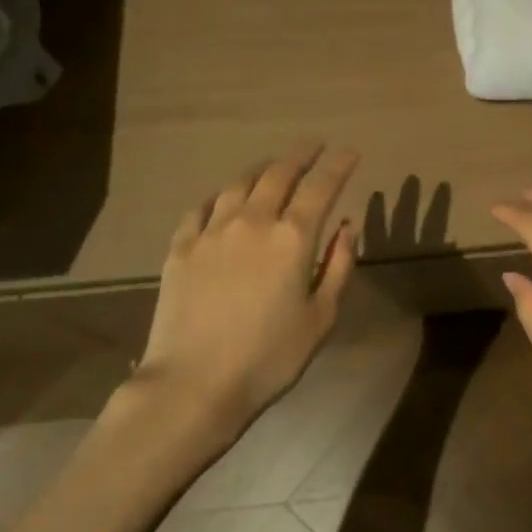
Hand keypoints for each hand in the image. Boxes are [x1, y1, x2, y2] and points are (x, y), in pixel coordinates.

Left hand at [131, 145, 360, 438]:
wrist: (192, 385)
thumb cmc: (268, 358)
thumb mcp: (320, 318)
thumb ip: (339, 266)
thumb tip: (348, 227)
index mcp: (293, 237)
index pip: (321, 186)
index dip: (338, 165)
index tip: (349, 151)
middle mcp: (253, 221)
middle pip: (279, 174)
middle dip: (301, 155)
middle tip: (314, 146)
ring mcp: (212, 231)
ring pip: (240, 183)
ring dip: (262, 168)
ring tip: (273, 165)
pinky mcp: (181, 247)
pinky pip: (202, 207)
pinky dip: (221, 195)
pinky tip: (224, 198)